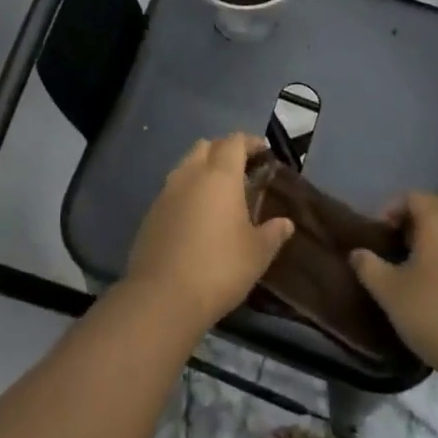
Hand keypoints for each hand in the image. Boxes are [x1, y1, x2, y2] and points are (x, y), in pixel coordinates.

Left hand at [126, 135, 294, 334]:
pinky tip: (197, 216)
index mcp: (219, 175)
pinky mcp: (151, 212)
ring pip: (186, 165)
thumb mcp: (257, 254)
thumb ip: (273, 233)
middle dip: (225, 151)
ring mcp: (166, 192)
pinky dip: (187, 191)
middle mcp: (190, 174)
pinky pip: (173, 189)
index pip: (234, 141)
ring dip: (203, 169)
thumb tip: (285, 223)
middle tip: (242, 170)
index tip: (263, 153)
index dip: (250, 142)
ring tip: (220, 194)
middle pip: (207, 146)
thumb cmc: (219, 268)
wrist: (163, 296)